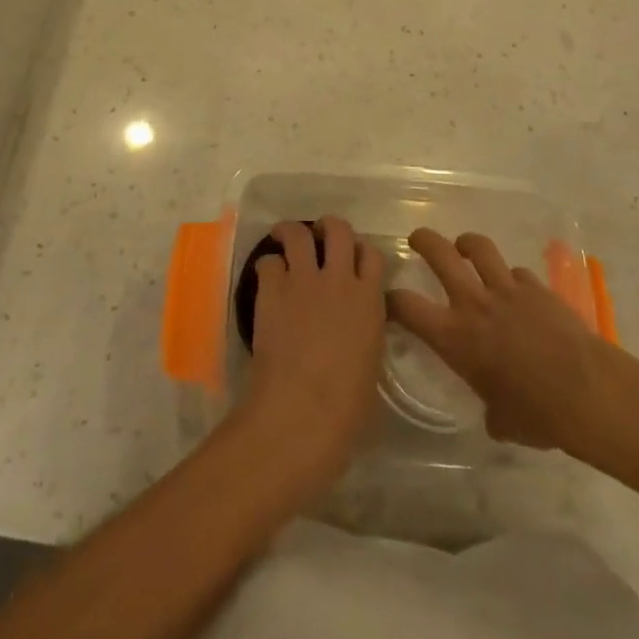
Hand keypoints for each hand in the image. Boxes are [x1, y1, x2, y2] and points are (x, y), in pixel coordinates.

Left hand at [237, 217, 385, 494]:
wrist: (302, 412)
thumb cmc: (347, 408)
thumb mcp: (371, 366)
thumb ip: (366, 336)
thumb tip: (356, 334)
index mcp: (370, 300)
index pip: (372, 254)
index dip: (361, 252)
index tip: (352, 259)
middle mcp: (339, 279)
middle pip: (338, 229)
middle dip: (328, 227)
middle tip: (318, 236)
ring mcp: (304, 280)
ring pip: (299, 233)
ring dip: (291, 232)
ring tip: (284, 238)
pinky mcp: (273, 289)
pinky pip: (268, 262)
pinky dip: (267, 266)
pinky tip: (266, 280)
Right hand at [387, 229, 638, 463]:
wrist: (588, 393)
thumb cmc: (538, 416)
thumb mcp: (502, 420)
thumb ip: (489, 407)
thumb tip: (494, 412)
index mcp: (454, 337)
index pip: (406, 306)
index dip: (390, 299)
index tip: (386, 299)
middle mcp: (473, 303)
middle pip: (439, 252)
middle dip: (423, 240)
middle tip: (417, 240)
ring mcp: (507, 289)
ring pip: (478, 247)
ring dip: (467, 244)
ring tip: (464, 248)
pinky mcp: (537, 287)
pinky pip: (517, 273)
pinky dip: (512, 278)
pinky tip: (518, 291)